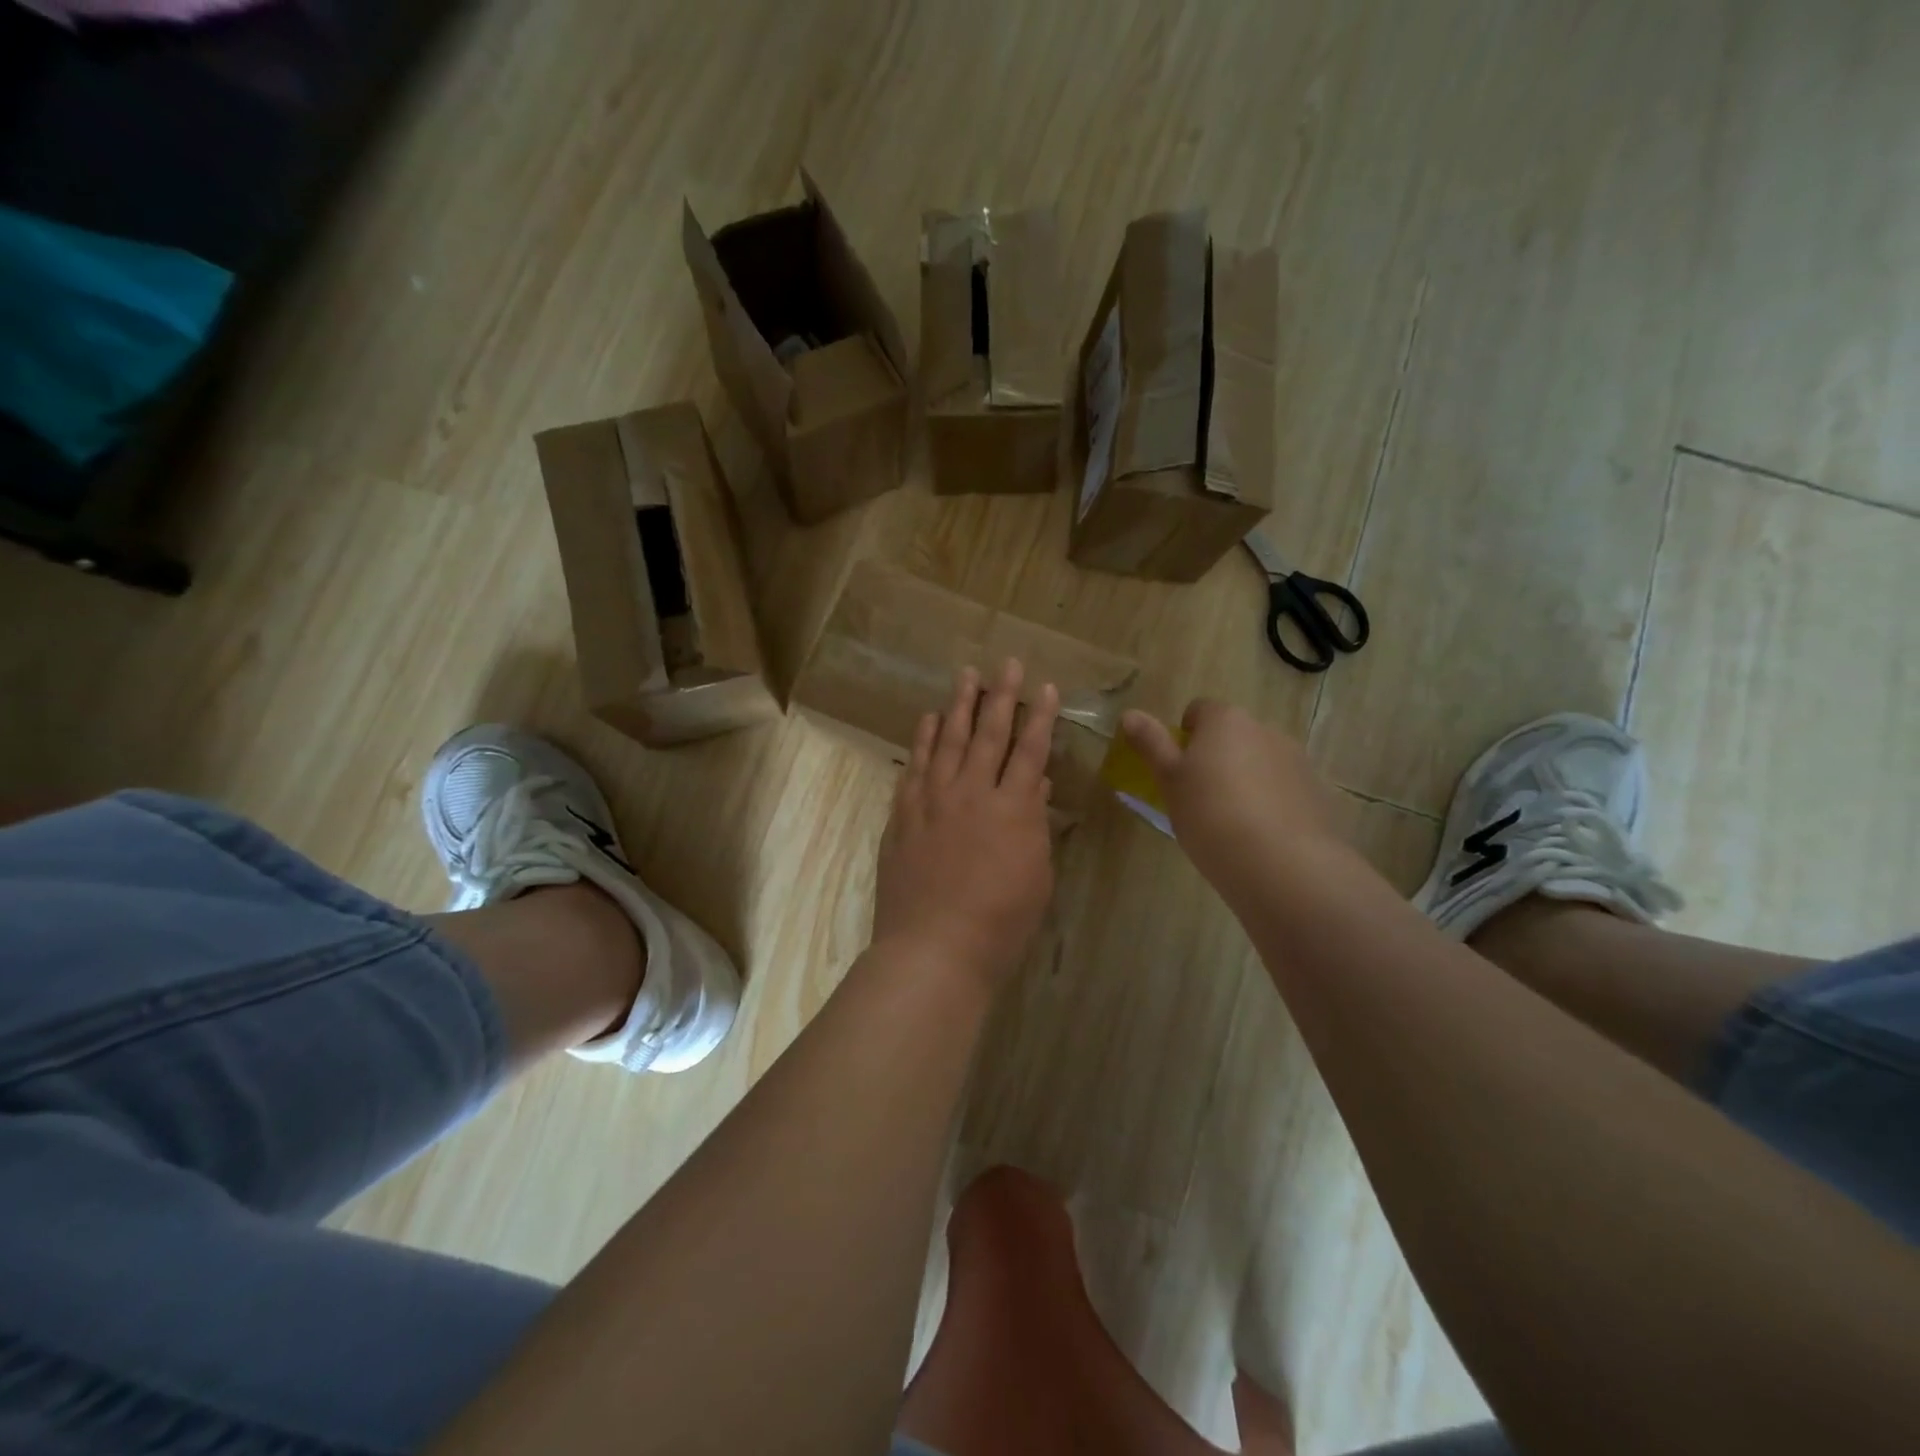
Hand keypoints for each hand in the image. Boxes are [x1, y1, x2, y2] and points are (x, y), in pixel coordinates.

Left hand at [872, 660, 1058, 992]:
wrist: (933, 949)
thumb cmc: (1000, 924)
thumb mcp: (1036, 877)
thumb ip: (1035, 826)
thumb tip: (1035, 788)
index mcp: (1013, 810)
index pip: (1030, 751)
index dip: (1040, 717)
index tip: (1045, 687)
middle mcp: (972, 794)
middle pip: (989, 734)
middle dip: (1001, 696)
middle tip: (1006, 663)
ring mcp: (933, 801)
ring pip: (949, 741)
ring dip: (959, 705)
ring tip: (966, 675)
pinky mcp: (904, 814)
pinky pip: (915, 766)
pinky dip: (924, 740)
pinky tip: (929, 720)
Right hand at [1120, 700, 1348, 889]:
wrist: (1282, 864)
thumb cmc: (1211, 815)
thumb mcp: (1169, 781)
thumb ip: (1151, 744)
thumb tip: (1129, 714)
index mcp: (1225, 721)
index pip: (1200, 710)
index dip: (1185, 736)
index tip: (1178, 770)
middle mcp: (1265, 730)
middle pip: (1233, 735)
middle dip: (1218, 757)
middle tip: (1199, 797)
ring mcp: (1297, 760)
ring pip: (1260, 761)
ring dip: (1246, 778)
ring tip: (1232, 822)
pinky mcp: (1317, 792)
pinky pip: (1284, 788)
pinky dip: (1271, 802)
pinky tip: (1261, 836)